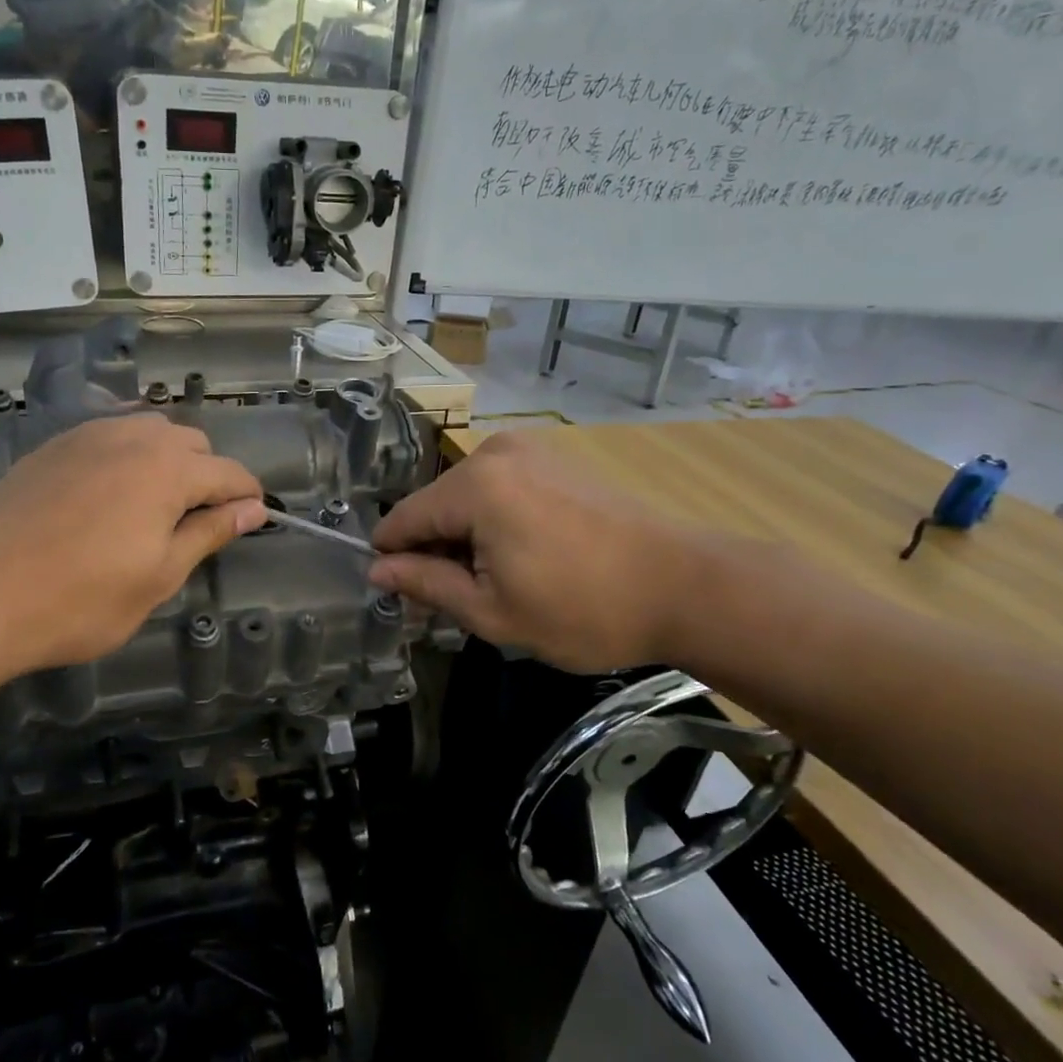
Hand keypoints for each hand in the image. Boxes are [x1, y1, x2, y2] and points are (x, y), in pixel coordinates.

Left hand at [0, 415, 265, 687]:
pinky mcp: (51, 447)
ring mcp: (86, 436)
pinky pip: (108, 436)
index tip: (253, 519)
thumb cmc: (79, 600)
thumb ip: (209, 533)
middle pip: (192, 443)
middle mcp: (132, 437)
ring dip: (167, 461)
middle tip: (197, 523)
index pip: (229, 472)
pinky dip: (127, 456)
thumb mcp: (159, 577)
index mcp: (168, 469)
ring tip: (156, 507)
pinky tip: (110, 494)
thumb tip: (253, 510)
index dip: (248, 496)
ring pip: (148, 432)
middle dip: (208, 476)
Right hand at [368, 433, 706, 672]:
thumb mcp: (492, 612)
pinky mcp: (556, 459)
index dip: (391, 558)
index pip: (403, 519)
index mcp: (474, 486)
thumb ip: (427, 584)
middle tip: (456, 601)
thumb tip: (377, 570)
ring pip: (467, 497)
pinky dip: (494, 522)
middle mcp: (495, 453)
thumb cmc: (582, 608)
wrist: (685, 586)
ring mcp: (530, 449)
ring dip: (466, 538)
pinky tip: (523, 557)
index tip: (398, 595)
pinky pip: (500, 488)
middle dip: (434, 550)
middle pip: (435, 505)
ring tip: (496, 584)